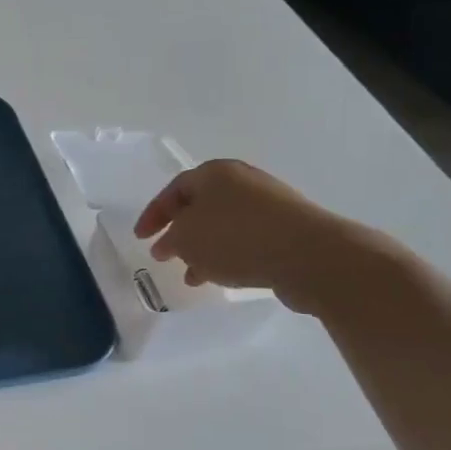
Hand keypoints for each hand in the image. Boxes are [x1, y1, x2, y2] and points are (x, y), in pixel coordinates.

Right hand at [134, 159, 387, 315]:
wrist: (309, 255)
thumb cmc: (236, 238)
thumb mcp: (186, 239)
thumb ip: (170, 239)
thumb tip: (170, 244)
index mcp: (214, 172)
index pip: (174, 190)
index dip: (153, 214)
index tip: (140, 238)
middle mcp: (242, 181)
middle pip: (201, 206)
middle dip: (181, 232)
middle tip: (166, 254)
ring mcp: (269, 204)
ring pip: (224, 226)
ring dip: (204, 249)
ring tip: (193, 276)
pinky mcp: (288, 229)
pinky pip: (247, 240)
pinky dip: (229, 256)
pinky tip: (223, 277)